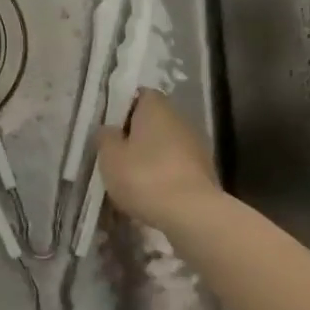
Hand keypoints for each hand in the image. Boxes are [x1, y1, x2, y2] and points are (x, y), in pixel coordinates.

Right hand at [97, 90, 218, 232]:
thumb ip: (105, 137)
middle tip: (116, 157)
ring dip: (150, 159)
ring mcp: (195, 145)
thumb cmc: (144, 176)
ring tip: (131, 182)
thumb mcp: (110, 156)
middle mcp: (179, 118)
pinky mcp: (204, 172)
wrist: (192, 214)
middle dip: (135, 137)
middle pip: (152, 121)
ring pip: (164, 146)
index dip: (122, 109)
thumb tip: (109, 130)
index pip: (139, 95)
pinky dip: (164, 177)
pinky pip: (176, 168)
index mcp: (156, 106)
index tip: (109, 129)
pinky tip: (151, 196)